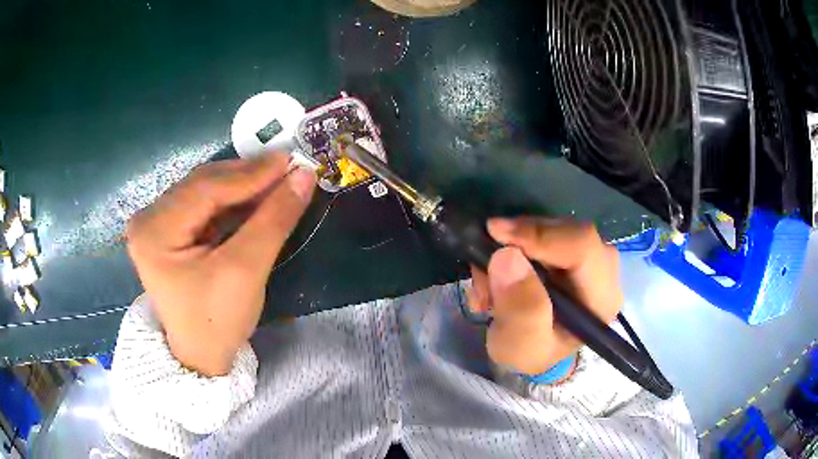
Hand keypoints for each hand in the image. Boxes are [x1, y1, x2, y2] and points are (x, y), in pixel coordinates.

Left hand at [126, 153, 316, 375]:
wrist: (200, 357)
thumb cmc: (217, 322)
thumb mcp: (245, 272)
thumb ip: (273, 220)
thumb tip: (304, 175)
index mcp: (154, 231)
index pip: (205, 189)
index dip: (251, 173)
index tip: (291, 160)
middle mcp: (149, 218)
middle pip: (203, 185)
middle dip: (247, 176)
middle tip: (287, 168)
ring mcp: (156, 223)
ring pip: (205, 191)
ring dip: (242, 185)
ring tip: (277, 180)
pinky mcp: (168, 231)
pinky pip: (203, 205)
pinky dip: (232, 200)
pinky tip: (256, 197)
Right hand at [467, 218, 622, 376]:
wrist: (531, 349)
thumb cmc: (530, 352)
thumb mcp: (520, 346)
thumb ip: (520, 310)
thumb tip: (507, 256)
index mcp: (601, 297)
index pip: (582, 246)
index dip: (541, 235)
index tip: (496, 234)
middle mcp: (603, 270)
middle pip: (567, 231)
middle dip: (520, 242)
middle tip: (484, 265)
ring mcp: (588, 255)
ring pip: (550, 227)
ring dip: (511, 246)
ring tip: (487, 282)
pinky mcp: (570, 248)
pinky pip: (541, 230)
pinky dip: (513, 245)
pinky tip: (496, 274)